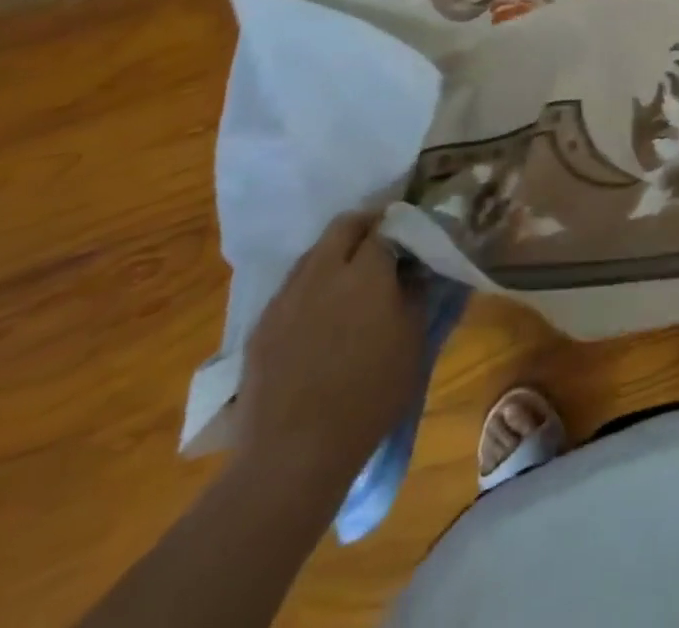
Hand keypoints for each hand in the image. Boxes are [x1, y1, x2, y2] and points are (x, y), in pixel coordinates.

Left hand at [234, 212, 427, 494]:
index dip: (401, 224)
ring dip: (335, 254)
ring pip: (313, 253)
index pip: (385, 225)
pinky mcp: (261, 326)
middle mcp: (323, 272)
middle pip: (343, 226)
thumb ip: (416, 293)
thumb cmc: (369, 394)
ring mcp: (287, 297)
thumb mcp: (414, 341)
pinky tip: (320, 313)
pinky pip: (292, 287)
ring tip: (351, 279)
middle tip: (384, 244)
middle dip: (365, 226)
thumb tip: (417, 269)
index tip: (413, 235)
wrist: (292, 454)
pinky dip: (311, 285)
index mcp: (366, 271)